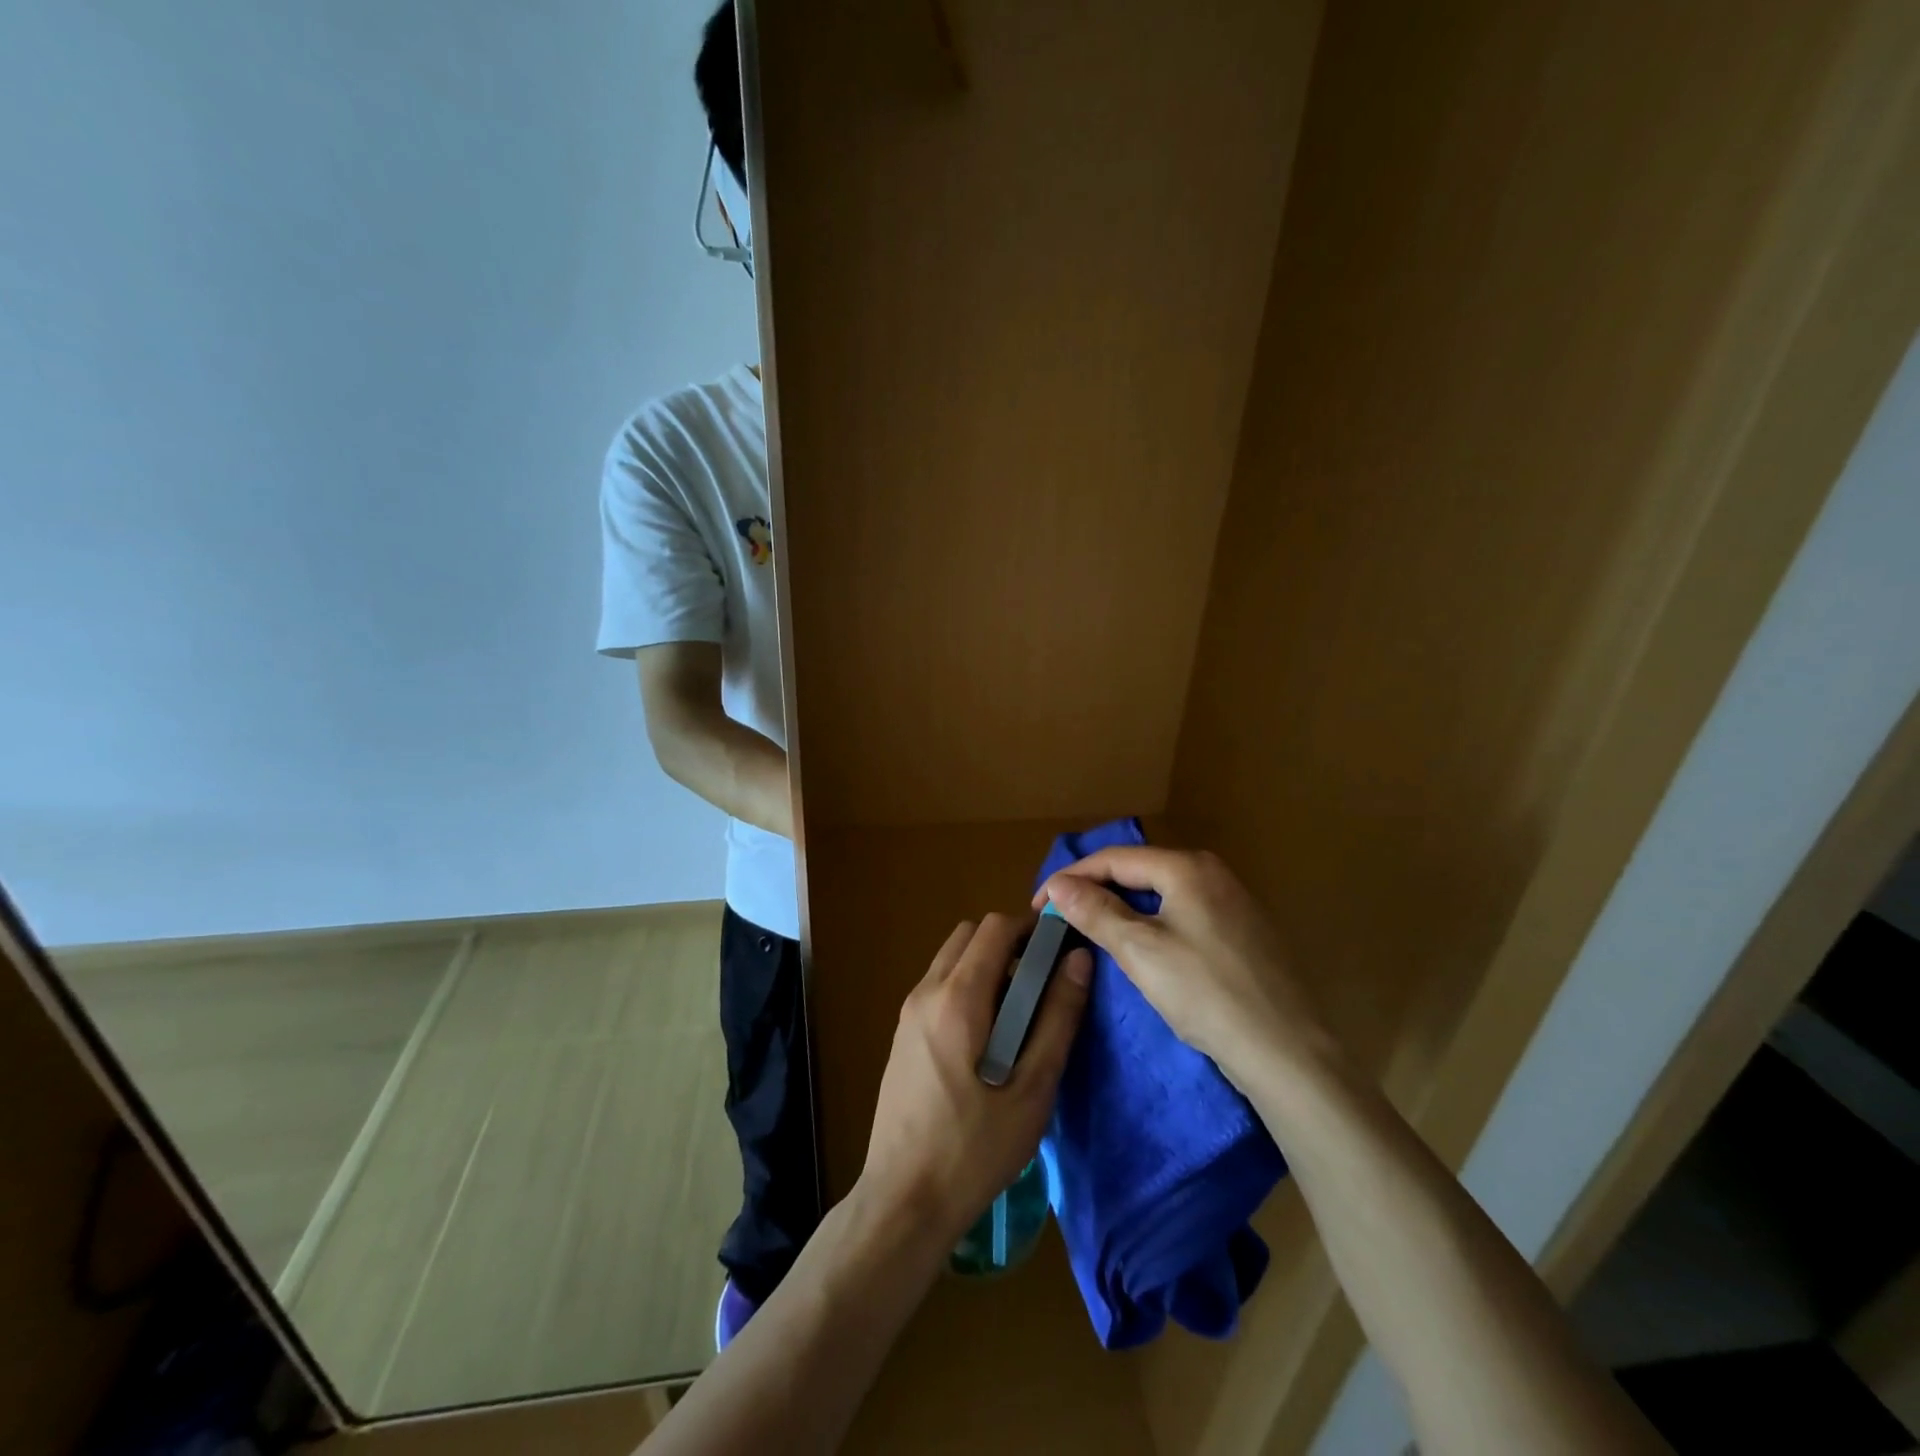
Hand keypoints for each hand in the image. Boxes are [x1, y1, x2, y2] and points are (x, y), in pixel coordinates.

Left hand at [859, 912, 1091, 1245]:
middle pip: (969, 935)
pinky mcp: (902, 1033)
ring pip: (951, 958)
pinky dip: (967, 986)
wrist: (903, 1199)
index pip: (995, 927)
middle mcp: (926, 991)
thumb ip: (1057, 1018)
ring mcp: (908, 1012)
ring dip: (987, 965)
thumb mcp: (1033, 1089)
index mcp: (958, 997)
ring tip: (1020, 1014)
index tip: (1059, 948)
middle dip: (1009, 943)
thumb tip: (1078, 960)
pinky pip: (939, 986)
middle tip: (1042, 982)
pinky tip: (988, 1038)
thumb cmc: (975, 1148)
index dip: (1031, 927)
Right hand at [1035, 847, 1333, 1084]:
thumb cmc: (1206, 993)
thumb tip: (1057, 884)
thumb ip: (1096, 911)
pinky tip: (1142, 946)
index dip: (1071, 878)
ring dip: (1122, 906)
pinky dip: (1152, 922)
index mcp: (1187, 866)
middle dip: (1096, 890)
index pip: (1114, 858)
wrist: (1288, 1053)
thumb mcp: (1140, 950)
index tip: (1038, 905)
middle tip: (1062, 918)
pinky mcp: (1245, 932)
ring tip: (1092, 930)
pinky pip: (1184, 913)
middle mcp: (1213, 872)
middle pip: (1139, 871)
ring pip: (1162, 893)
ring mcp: (1234, 902)